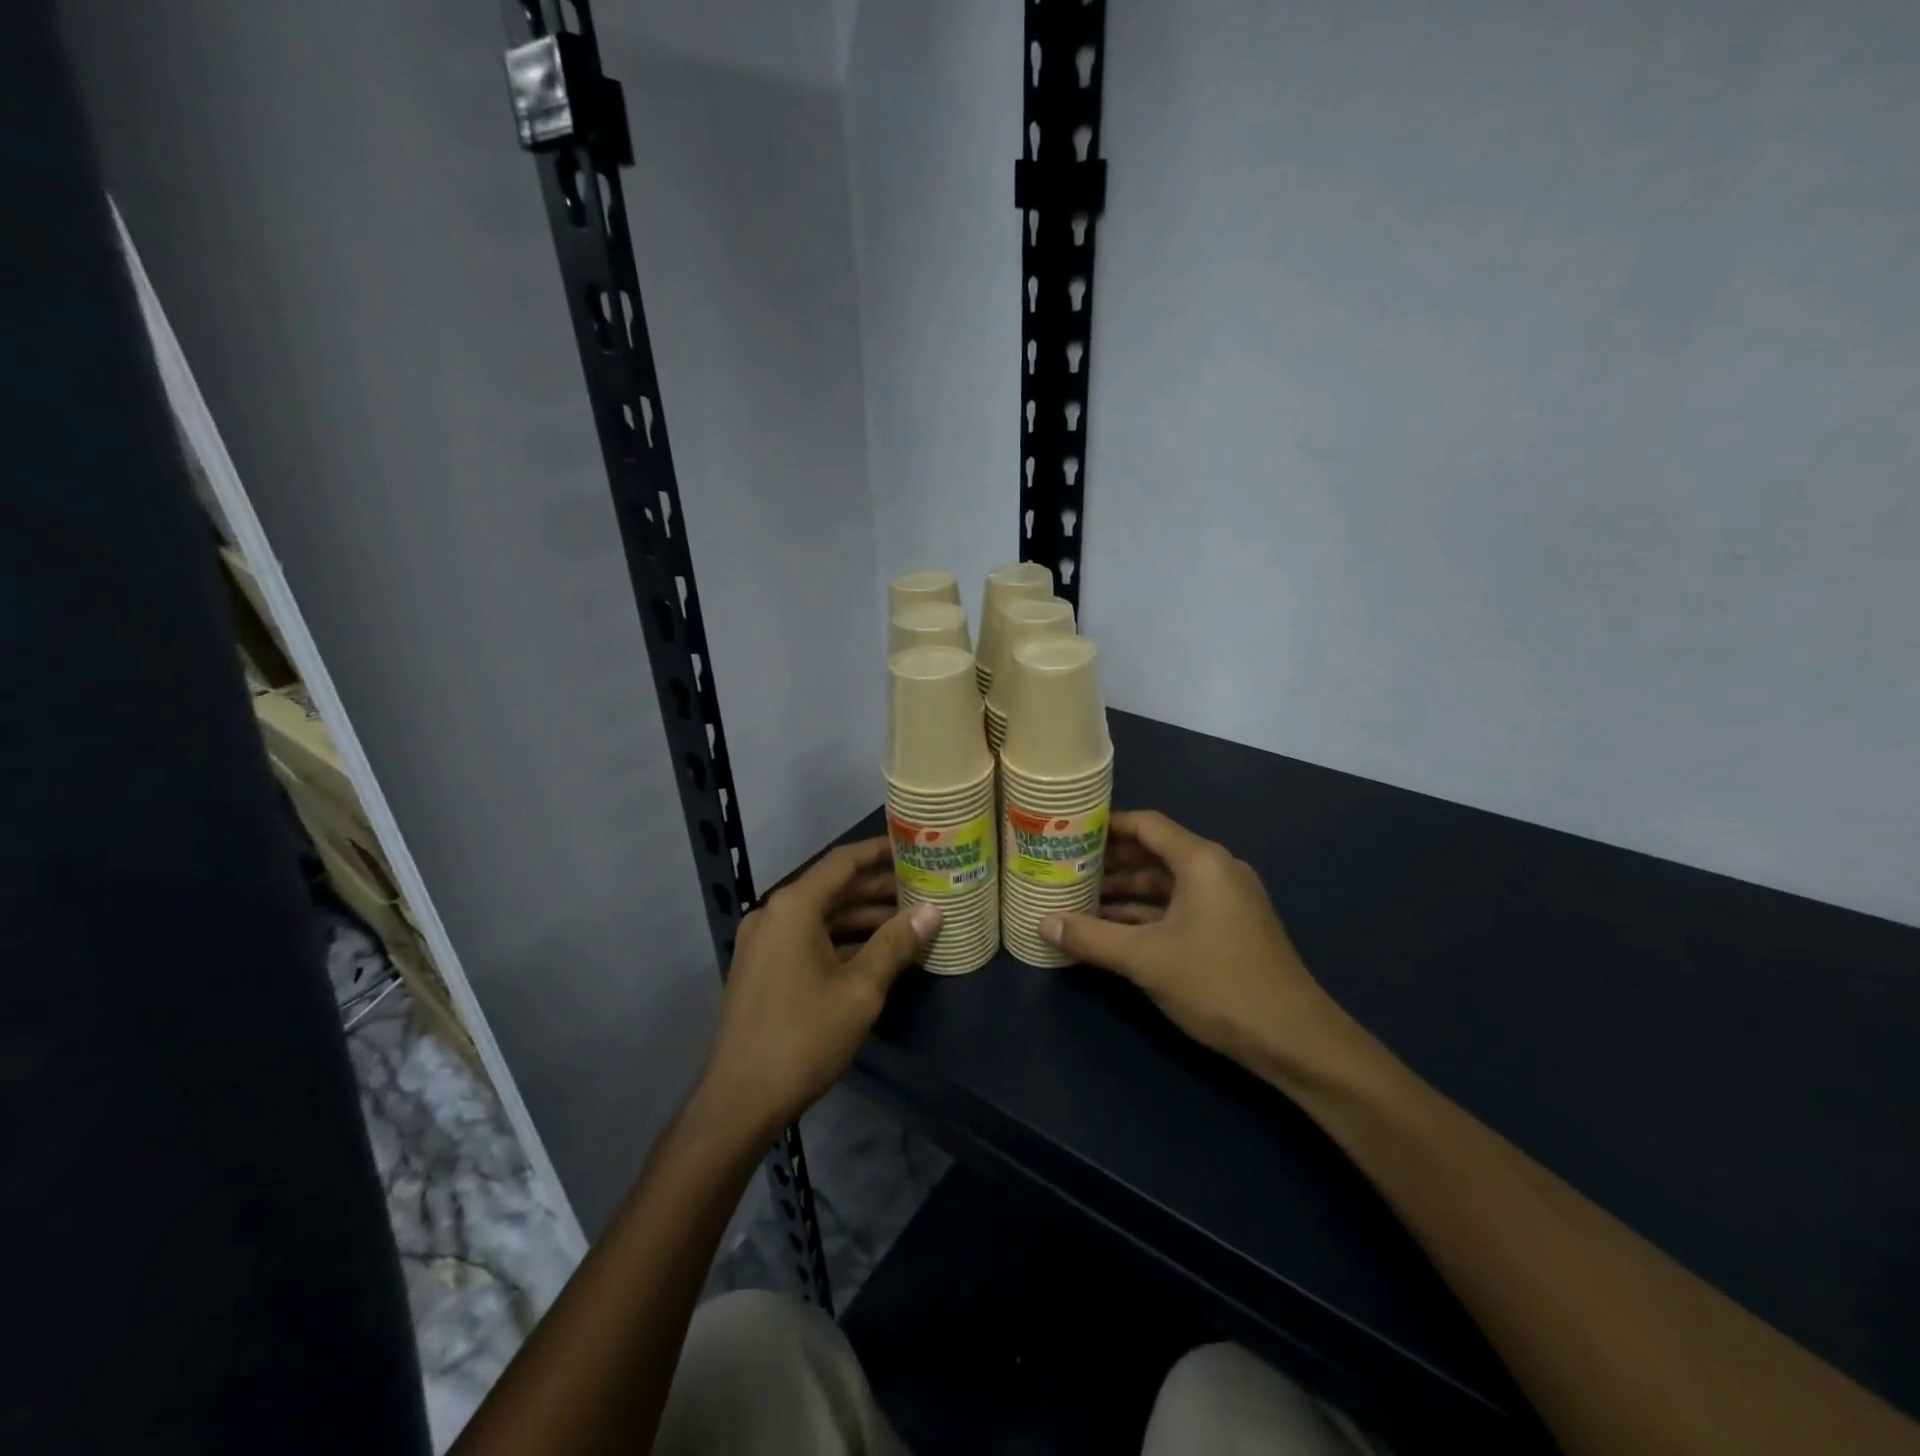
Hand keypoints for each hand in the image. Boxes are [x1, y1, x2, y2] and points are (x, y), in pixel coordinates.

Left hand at [700, 839, 939, 1137]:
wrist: (740, 1100)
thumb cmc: (804, 1037)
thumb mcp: (861, 989)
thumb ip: (896, 943)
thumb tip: (932, 911)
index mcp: (793, 907)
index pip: (843, 862)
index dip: (880, 852)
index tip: (914, 847)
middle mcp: (774, 914)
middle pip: (833, 888)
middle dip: (878, 889)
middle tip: (923, 889)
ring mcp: (764, 942)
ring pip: (821, 916)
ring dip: (862, 917)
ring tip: (909, 922)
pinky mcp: (762, 968)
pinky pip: (807, 938)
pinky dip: (841, 939)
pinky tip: (876, 952)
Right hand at [1041, 810, 1346, 1080]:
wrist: (1294, 1040)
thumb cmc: (1218, 983)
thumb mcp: (1146, 959)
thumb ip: (1091, 937)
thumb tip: (1043, 923)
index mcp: (1201, 861)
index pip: (1146, 825)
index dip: (1106, 826)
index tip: (1068, 833)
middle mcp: (1216, 870)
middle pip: (1154, 853)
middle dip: (1109, 863)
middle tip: (1064, 868)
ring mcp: (1226, 901)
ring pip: (1165, 884)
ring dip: (1125, 892)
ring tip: (1078, 900)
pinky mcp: (1229, 928)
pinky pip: (1178, 907)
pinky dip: (1146, 914)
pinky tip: (1112, 929)